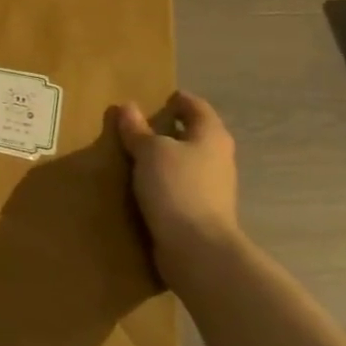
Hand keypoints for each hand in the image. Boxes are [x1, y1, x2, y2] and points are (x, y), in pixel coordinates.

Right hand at [115, 91, 241, 278]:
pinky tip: (142, 185)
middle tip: (137, 125)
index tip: (157, 97)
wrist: (197, 248)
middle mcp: (218, 157)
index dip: (178, 100)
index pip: (196, 107)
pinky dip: (163, 180)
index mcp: (211, 136)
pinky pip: (180, 185)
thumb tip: (127, 107)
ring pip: (186, 161)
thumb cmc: (176, 187)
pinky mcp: (201, 211)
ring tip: (134, 155)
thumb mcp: (150, 152)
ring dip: (165, 157)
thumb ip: (137, 130)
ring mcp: (212, 187)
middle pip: (193, 134)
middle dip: (169, 128)